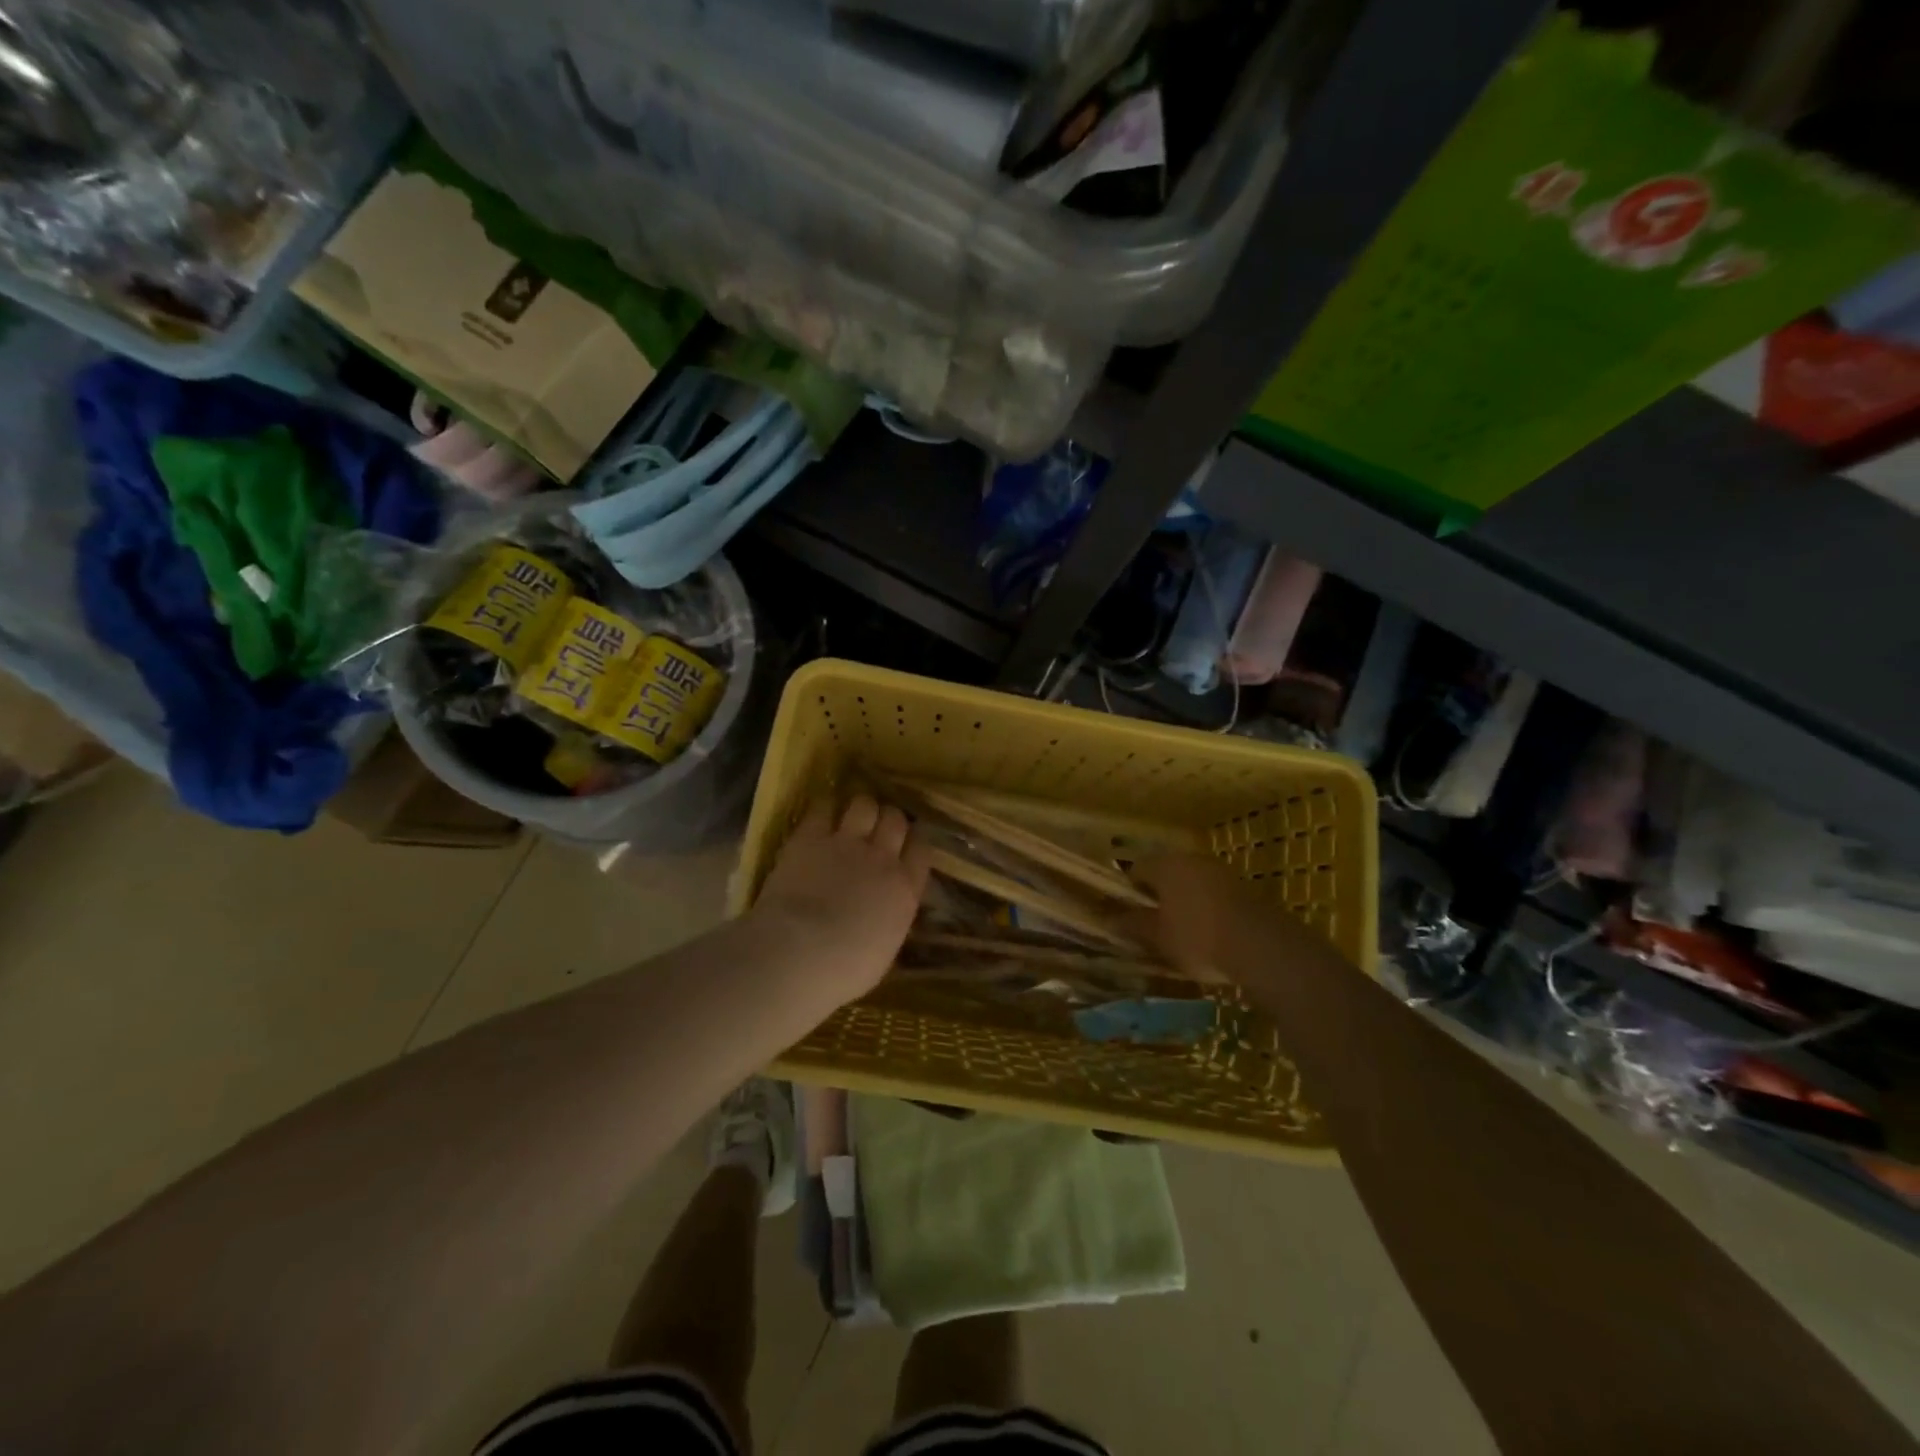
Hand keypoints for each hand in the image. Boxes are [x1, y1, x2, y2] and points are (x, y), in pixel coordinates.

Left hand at [750, 794, 930, 1005]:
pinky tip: (821, 814)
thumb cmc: (846, 969)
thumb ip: (890, 922)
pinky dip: (824, 808)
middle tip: (878, 829)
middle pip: (895, 820)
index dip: (915, 843)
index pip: (922, 851)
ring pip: (864, 805)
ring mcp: (846, 843)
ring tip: (852, 817)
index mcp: (905, 890)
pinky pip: (823, 808)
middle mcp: (882, 858)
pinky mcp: (810, 837)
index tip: (907, 845)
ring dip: (861, 808)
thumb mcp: (884, 952)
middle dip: (889, 820)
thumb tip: (887, 914)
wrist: (801, 952)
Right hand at [1128, 854, 1264, 983]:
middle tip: (1153, 925)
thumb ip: (1133, 925)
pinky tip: (1208, 933)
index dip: (1128, 892)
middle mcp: (1192, 859)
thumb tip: (1110, 919)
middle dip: (1157, 896)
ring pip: (1191, 883)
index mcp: (1165, 865)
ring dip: (1183, 901)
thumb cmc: (1197, 938)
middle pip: (1165, 873)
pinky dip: (1205, 907)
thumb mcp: (1158, 937)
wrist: (1261, 947)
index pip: (1136, 869)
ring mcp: (1221, 871)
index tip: (1128, 916)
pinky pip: (1213, 893)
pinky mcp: (1243, 887)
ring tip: (1180, 932)